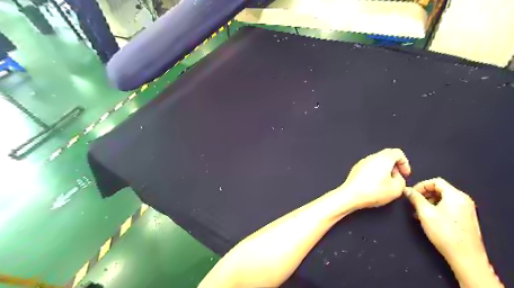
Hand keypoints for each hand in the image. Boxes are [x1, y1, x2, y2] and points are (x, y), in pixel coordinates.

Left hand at [342, 149, 412, 208]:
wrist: (351, 195)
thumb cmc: (373, 191)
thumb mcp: (396, 189)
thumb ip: (402, 180)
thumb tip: (397, 177)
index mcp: (384, 158)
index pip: (398, 153)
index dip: (405, 163)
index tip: (405, 174)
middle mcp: (372, 157)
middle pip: (387, 155)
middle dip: (395, 165)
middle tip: (397, 177)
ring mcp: (362, 162)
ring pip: (377, 161)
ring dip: (385, 169)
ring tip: (386, 183)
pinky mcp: (356, 168)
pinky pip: (369, 167)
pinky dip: (375, 172)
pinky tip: (375, 184)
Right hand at [404, 179, 483, 264]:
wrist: (465, 256)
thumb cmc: (444, 232)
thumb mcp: (425, 212)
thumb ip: (415, 198)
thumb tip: (407, 189)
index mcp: (455, 195)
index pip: (436, 181)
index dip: (421, 185)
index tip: (411, 194)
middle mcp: (463, 199)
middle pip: (440, 189)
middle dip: (424, 194)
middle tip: (414, 203)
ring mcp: (466, 209)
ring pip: (443, 198)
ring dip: (429, 202)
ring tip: (419, 212)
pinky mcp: (465, 218)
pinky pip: (448, 206)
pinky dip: (436, 208)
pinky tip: (428, 218)